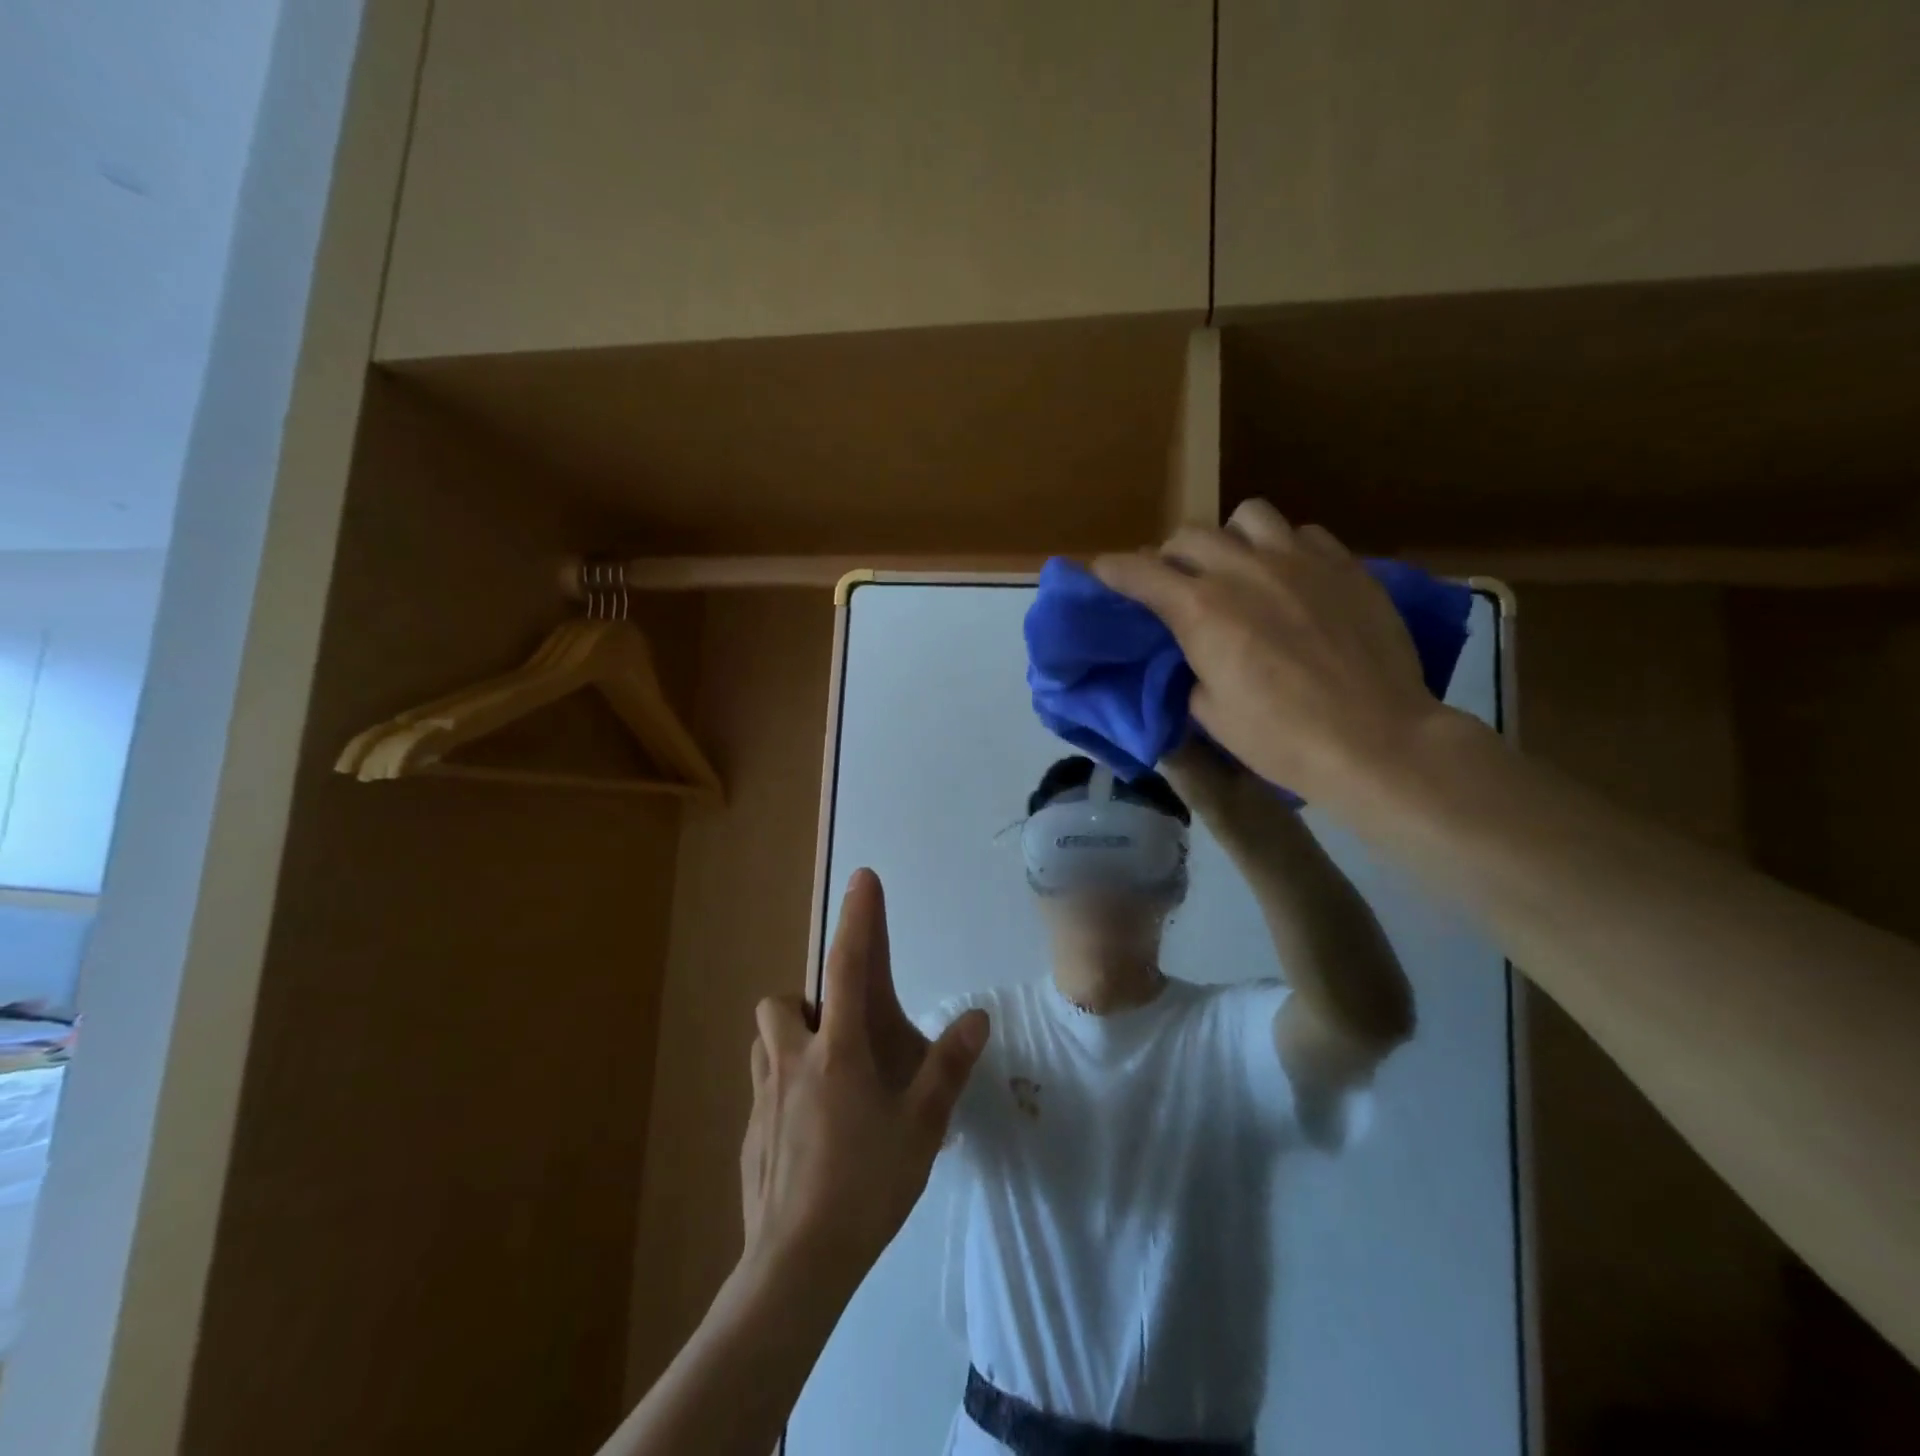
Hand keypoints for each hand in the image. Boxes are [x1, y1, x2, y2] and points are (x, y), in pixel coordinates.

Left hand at [740, 869, 989, 1299]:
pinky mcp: (748, 1135)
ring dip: (790, 1041)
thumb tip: (977, 1016)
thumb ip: (948, 1067)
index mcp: (838, 1052)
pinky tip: (810, 1135)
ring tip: (827, 1079)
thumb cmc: (866, 1187)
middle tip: (843, 1037)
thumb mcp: (922, 1127)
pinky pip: (763, 1089)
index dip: (859, 919)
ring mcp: (763, 1099)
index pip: (850, 967)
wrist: (796, 1267)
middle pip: (781, 1002)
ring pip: (765, 1042)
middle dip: (806, 1003)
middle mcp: (792, 1062)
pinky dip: (783, 1089)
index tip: (863, 877)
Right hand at [1095, 501, 1442, 806]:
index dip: (1112, 571)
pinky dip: (1284, 549)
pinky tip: (1291, 579)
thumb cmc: (1280, 738)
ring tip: (1238, 570)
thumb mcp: (1209, 712)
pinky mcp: (1345, 564)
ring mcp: (1299, 559)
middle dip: (1169, 558)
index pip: (1138, 571)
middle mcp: (1243, 569)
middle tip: (1175, 586)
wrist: (1374, 741)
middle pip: (1187, 535)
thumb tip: (1193, 650)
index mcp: (1201, 609)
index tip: (1102, 574)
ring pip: (1247, 516)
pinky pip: (1303, 532)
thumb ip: (1190, 666)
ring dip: (1229, 540)